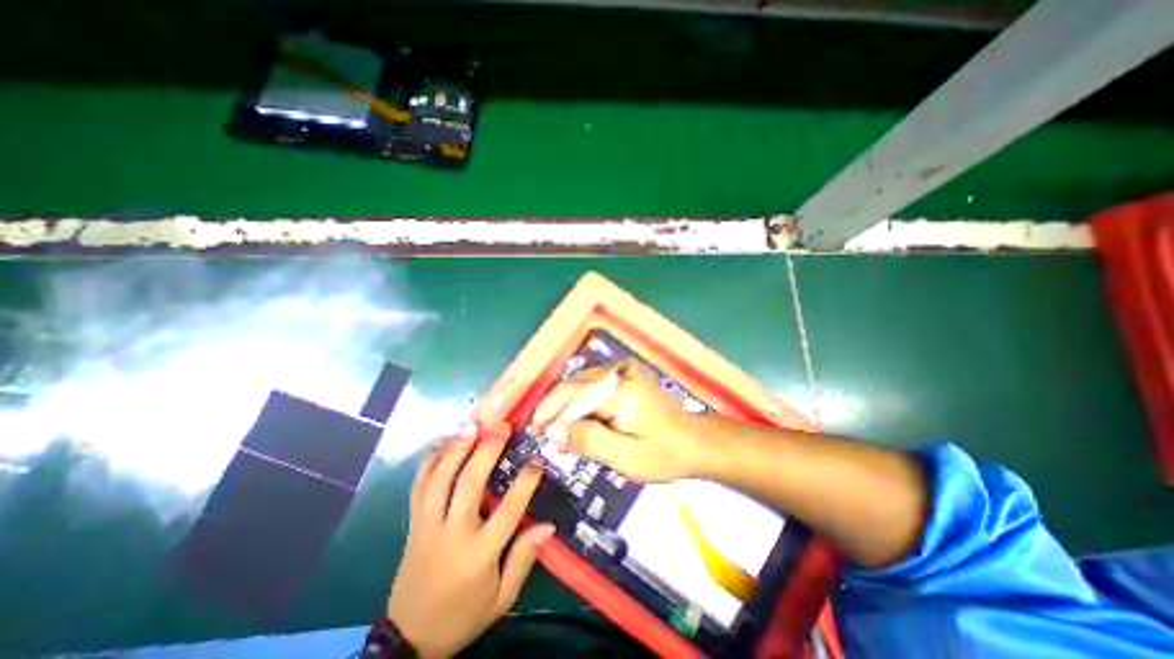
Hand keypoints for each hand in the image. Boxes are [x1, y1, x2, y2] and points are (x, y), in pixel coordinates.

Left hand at [387, 423, 549, 658]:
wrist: (409, 641)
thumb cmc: (464, 615)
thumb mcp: (502, 598)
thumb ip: (524, 559)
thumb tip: (548, 525)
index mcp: (479, 554)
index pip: (508, 509)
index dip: (526, 481)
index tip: (538, 459)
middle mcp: (452, 533)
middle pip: (468, 484)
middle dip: (486, 450)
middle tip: (501, 426)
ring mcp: (427, 526)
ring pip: (439, 479)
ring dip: (455, 448)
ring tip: (471, 424)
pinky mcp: (412, 524)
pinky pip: (418, 487)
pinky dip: (429, 461)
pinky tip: (441, 442)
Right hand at [530, 359, 706, 480]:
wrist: (694, 439)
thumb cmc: (664, 454)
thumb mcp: (626, 458)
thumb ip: (588, 441)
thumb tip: (553, 432)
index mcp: (622, 390)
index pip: (574, 395)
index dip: (550, 412)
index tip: (533, 431)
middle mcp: (621, 371)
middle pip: (575, 384)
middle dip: (555, 407)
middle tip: (539, 431)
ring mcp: (624, 369)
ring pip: (582, 382)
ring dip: (565, 403)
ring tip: (552, 426)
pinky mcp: (626, 372)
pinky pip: (593, 383)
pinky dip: (579, 399)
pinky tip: (574, 416)